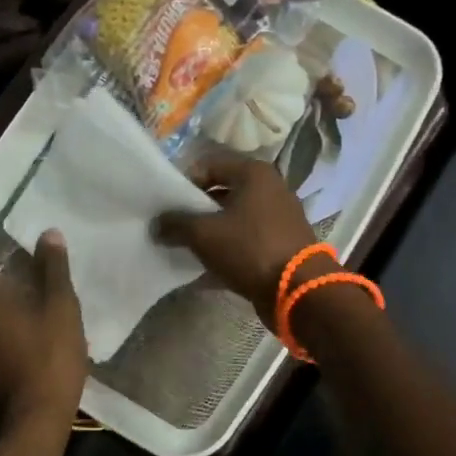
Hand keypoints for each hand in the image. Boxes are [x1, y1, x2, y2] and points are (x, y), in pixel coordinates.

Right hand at [155, 154, 321, 317]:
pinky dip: (229, 249)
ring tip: (187, 248)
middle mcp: (270, 188)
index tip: (167, 206)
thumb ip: (176, 223)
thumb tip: (157, 224)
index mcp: (253, 173)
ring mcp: (279, 216)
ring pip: (234, 218)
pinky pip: (247, 239)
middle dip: (196, 210)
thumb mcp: (204, 234)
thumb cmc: (250, 249)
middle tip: (174, 228)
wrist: (299, 290)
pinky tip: (208, 268)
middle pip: (222, 192)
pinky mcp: (282, 242)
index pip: (209, 165)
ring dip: (211, 232)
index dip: (184, 183)